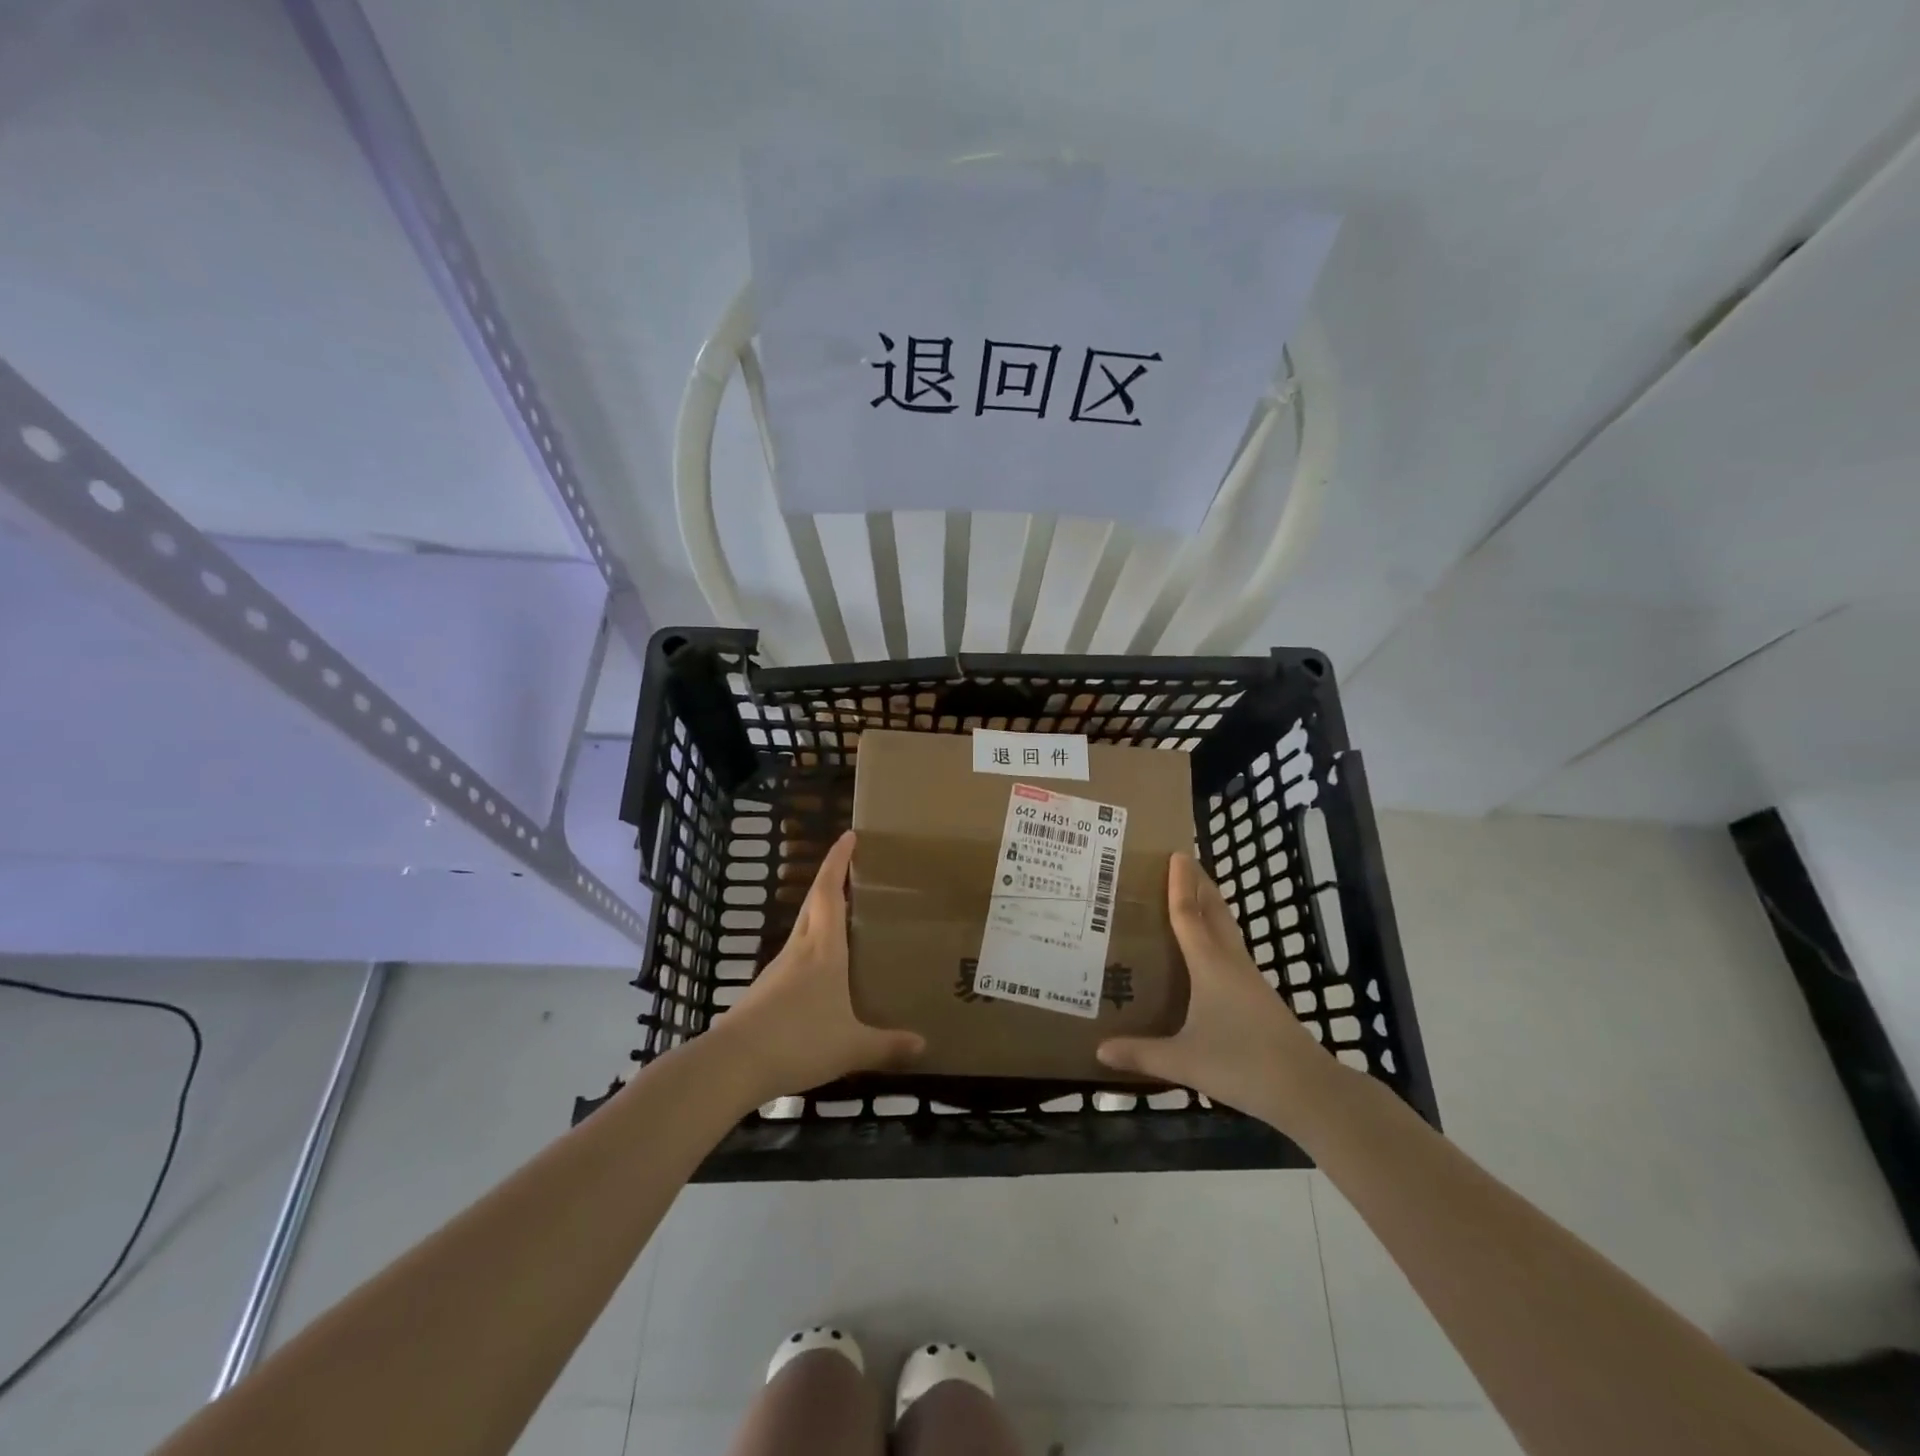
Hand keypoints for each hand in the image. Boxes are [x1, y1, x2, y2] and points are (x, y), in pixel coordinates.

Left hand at [713, 831, 923, 1103]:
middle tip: (853, 871)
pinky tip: (823, 974)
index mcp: (823, 949)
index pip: (829, 892)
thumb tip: (925, 1045)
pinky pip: (795, 959)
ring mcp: (777, 970)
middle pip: (814, 903)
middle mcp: (799, 950)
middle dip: (831, 880)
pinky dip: (812, 951)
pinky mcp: (765, 992)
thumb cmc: (799, 1041)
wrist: (732, 1064)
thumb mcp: (852, 1046)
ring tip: (846, 921)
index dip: (838, 861)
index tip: (848, 836)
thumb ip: (888, 1045)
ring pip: (803, 930)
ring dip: (821, 915)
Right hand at [1097, 853, 1338, 1131]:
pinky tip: (1210, 952)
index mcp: (1209, 965)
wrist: (1307, 1089)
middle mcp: (1231, 963)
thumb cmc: (1242, 1065)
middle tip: (1185, 861)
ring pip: (1227, 930)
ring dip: (1211, 907)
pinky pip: (1232, 950)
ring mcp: (1250, 979)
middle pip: (1214, 912)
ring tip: (1194, 895)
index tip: (1176, 854)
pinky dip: (1218, 934)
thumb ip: (1141, 1054)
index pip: (1188, 915)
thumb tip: (1099, 1049)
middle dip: (1200, 885)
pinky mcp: (1259, 996)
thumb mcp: (1184, 1061)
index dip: (1179, 884)